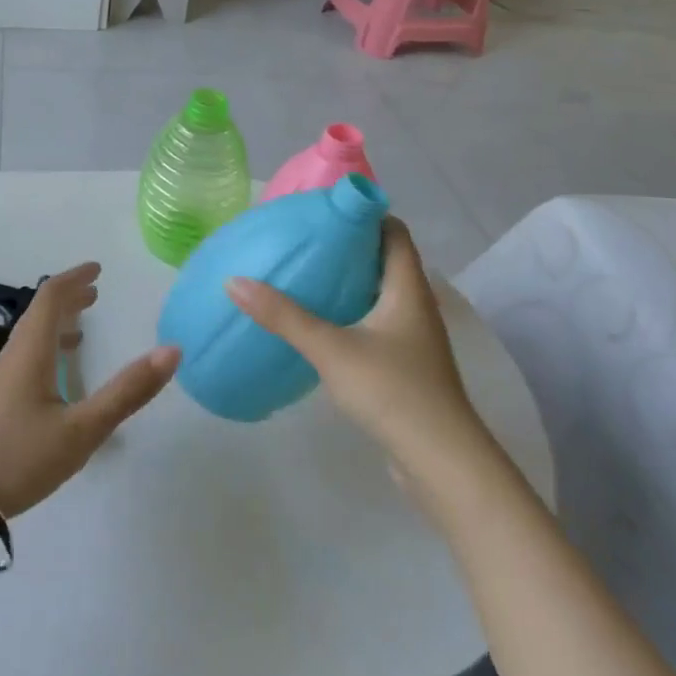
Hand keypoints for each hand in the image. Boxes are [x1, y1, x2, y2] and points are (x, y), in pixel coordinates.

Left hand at [0, 262, 179, 517]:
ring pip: (30, 337)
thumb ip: (126, 393)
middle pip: (39, 313)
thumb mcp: (81, 430)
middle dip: (68, 299)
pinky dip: (46, 350)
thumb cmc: (18, 458)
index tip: (98, 270)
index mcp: (32, 351)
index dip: (75, 278)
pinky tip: (55, 379)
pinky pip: (24, 358)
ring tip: (81, 330)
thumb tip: (171, 351)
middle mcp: (13, 356)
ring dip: (56, 324)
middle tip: (95, 294)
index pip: (51, 297)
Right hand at [227, 218, 490, 480]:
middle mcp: (414, 304)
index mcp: (407, 287)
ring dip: (346, 282)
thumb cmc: (393, 391)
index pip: (392, 230)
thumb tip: (234, 281)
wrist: (442, 464)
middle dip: (345, 247)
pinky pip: (374, 323)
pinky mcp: (405, 365)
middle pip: (383, 259)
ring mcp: (412, 338)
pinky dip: (349, 313)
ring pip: (378, 293)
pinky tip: (318, 324)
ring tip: (302, 275)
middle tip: (301, 240)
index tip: (322, 211)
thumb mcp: (331, 349)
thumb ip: (283, 316)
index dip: (362, 214)